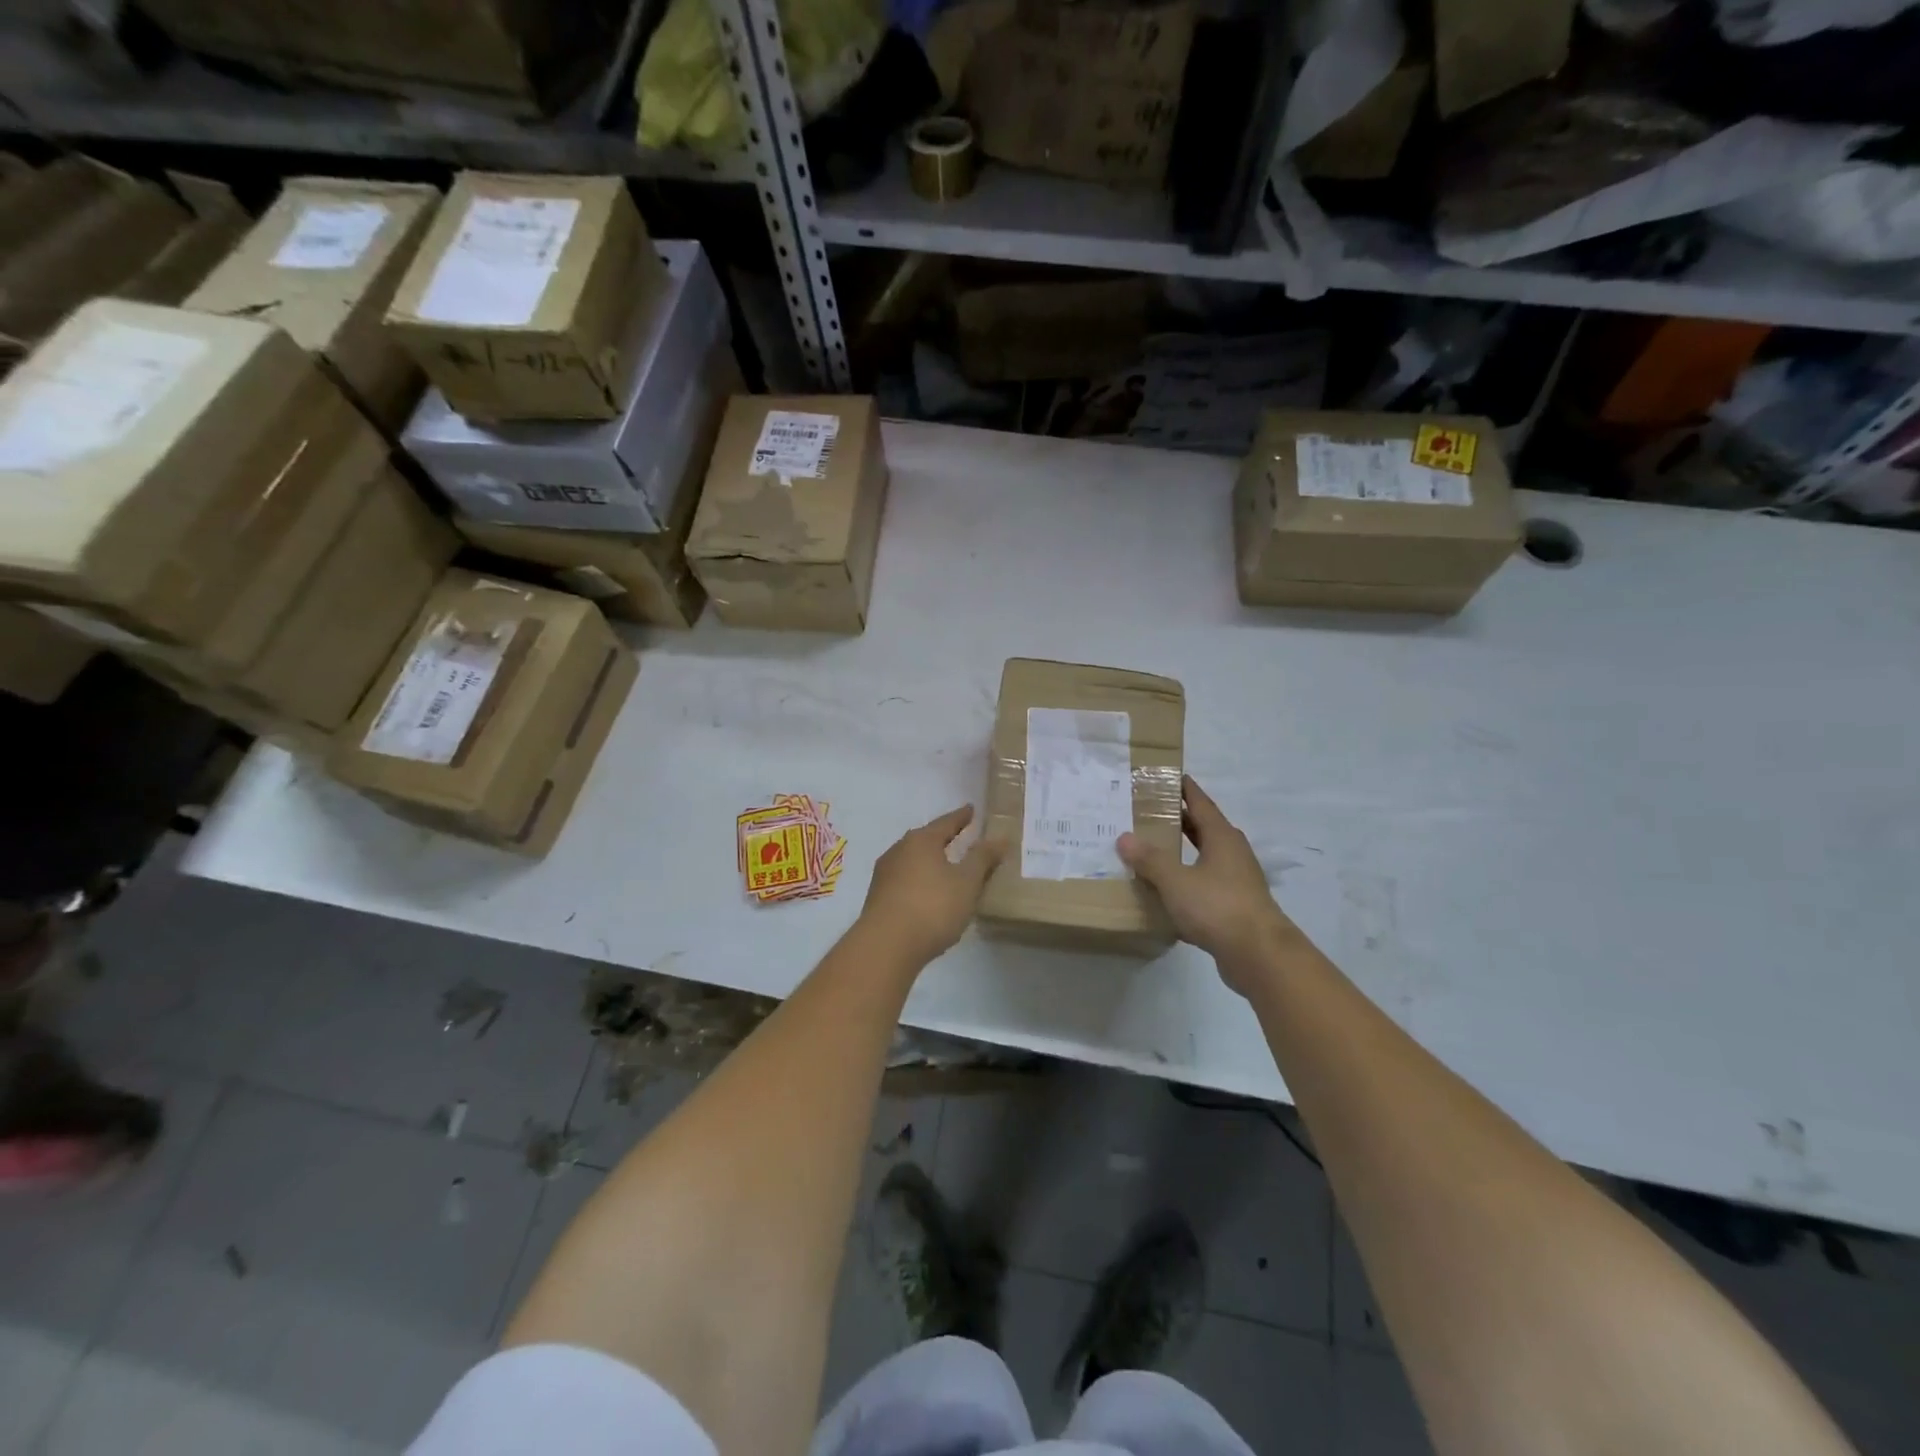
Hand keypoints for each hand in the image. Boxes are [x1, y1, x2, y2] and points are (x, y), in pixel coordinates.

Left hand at [858, 805, 1004, 967]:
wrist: (886, 946)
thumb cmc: (932, 907)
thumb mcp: (966, 883)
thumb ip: (983, 859)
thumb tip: (1000, 838)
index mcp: (921, 841)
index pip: (946, 822)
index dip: (961, 817)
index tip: (971, 809)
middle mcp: (899, 850)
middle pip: (925, 839)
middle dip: (942, 838)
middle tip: (959, 835)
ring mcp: (884, 874)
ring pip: (912, 859)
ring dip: (929, 860)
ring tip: (945, 865)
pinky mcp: (878, 897)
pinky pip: (904, 879)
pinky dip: (919, 879)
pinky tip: (927, 892)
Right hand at [1117, 776, 1299, 993]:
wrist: (1259, 955)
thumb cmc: (1218, 906)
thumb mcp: (1176, 881)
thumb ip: (1150, 860)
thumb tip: (1125, 838)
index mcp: (1222, 837)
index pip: (1201, 803)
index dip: (1184, 789)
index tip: (1166, 777)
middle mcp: (1232, 853)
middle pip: (1203, 828)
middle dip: (1179, 820)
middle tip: (1148, 813)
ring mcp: (1237, 881)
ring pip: (1205, 858)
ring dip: (1182, 852)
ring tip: (1152, 850)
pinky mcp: (1235, 906)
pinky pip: (1206, 884)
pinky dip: (1187, 881)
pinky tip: (1167, 891)